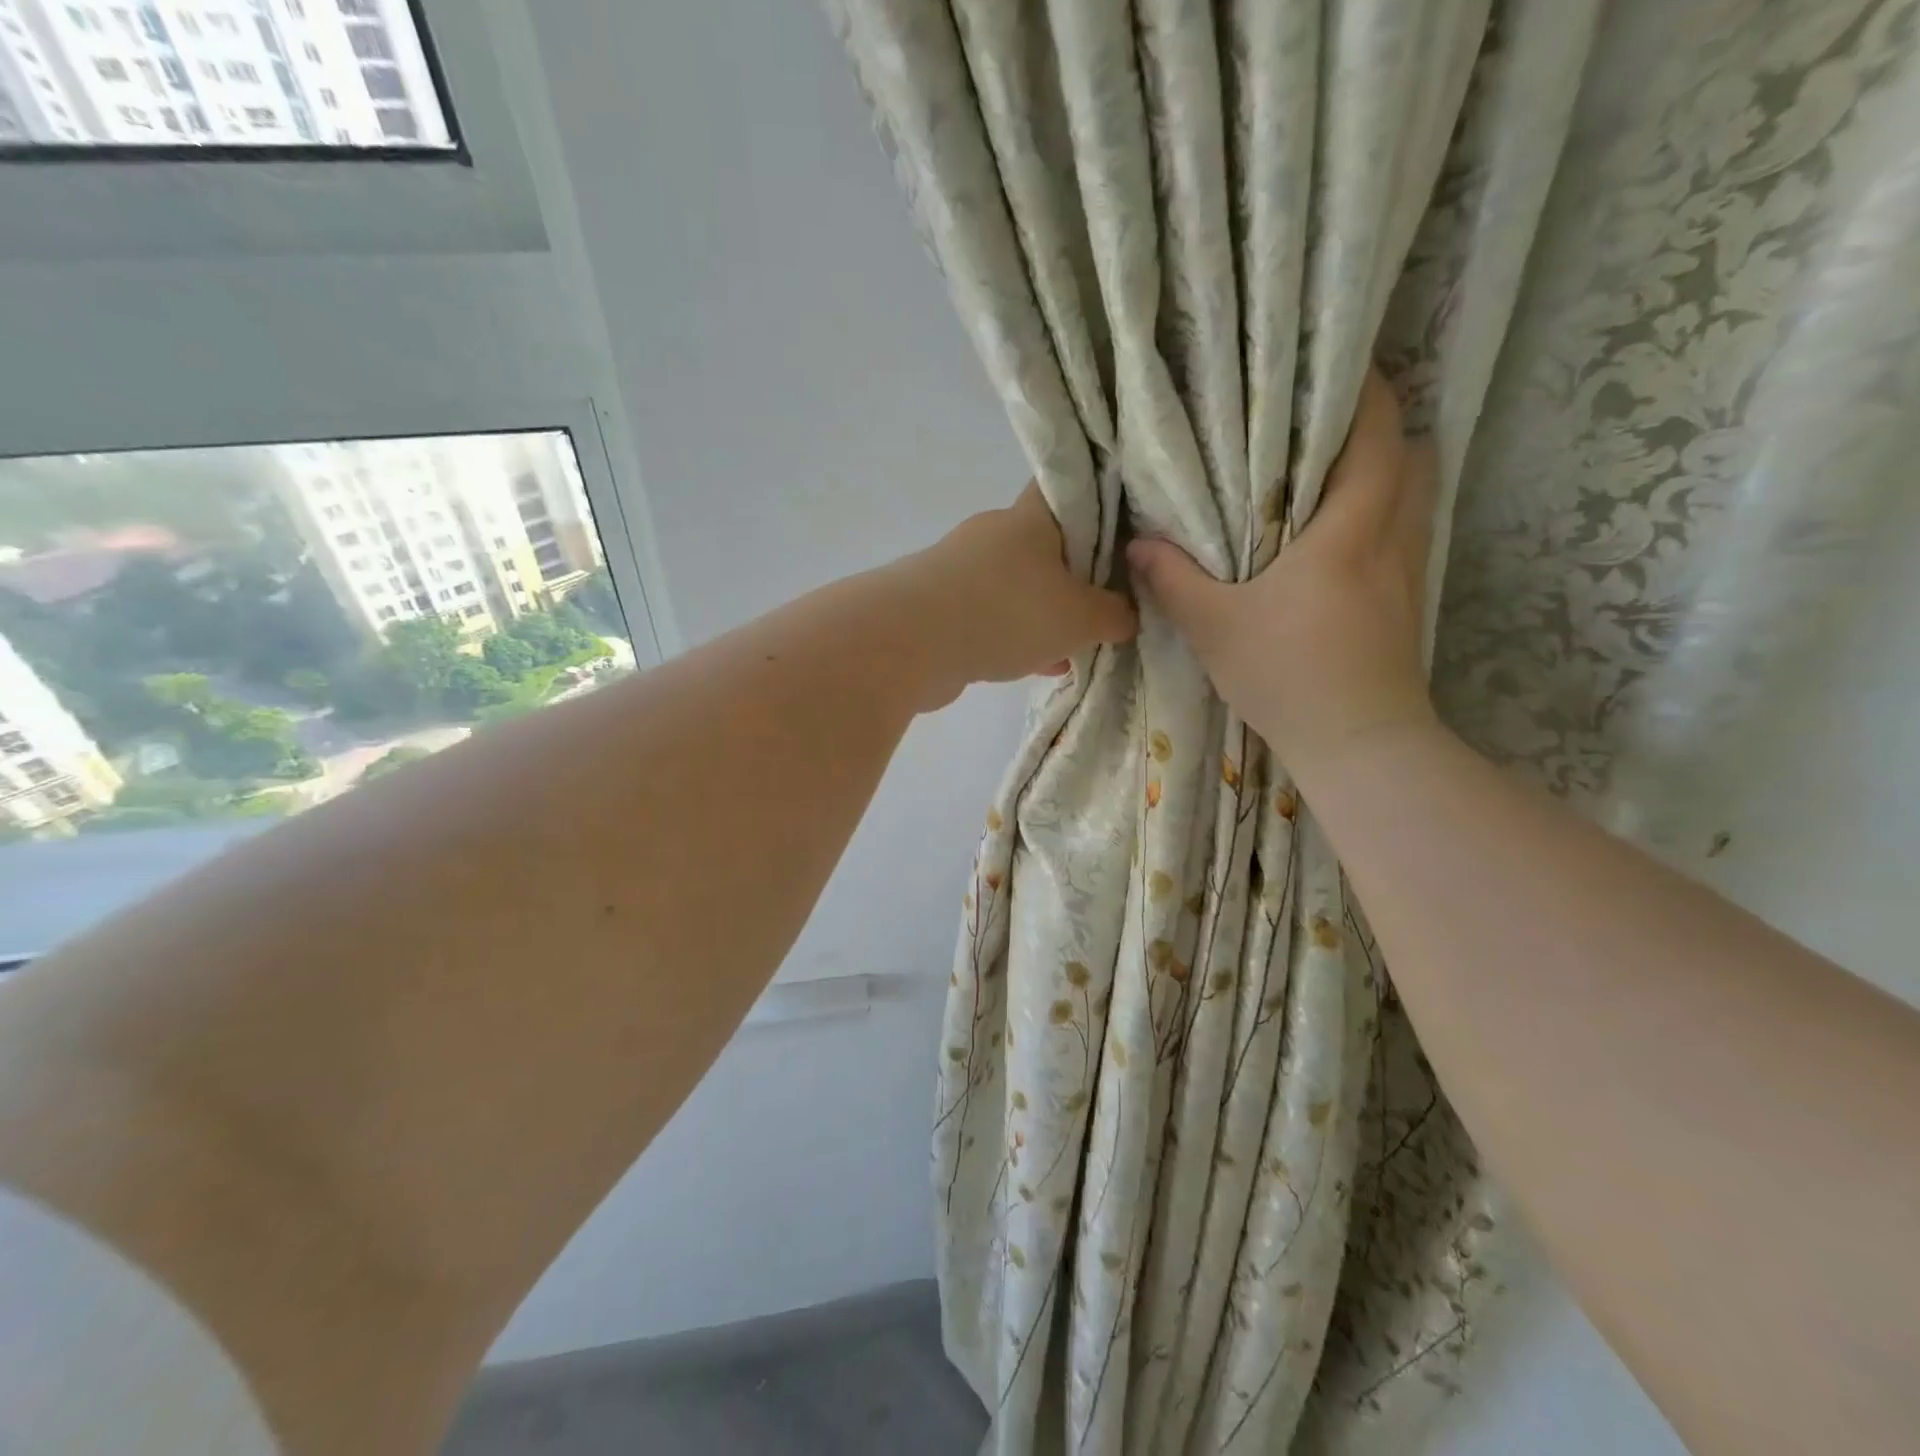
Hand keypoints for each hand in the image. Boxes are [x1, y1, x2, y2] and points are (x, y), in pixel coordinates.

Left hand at [900, 484, 1136, 709]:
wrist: (910, 644)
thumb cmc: (1006, 613)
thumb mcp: (1079, 618)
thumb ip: (1114, 615)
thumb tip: (1127, 616)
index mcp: (1031, 517)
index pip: (1072, 487)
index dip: (1105, 500)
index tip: (1131, 528)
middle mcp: (995, 534)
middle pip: (1049, 545)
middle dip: (1080, 575)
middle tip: (1111, 603)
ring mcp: (964, 570)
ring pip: (1021, 587)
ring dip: (1048, 614)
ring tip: (1080, 646)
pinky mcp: (943, 606)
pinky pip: (994, 616)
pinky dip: (1018, 637)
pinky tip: (1042, 666)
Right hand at [1126, 371, 1437, 778]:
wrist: (1358, 743)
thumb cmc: (1287, 674)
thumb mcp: (1214, 627)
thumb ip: (1173, 580)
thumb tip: (1138, 544)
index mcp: (1349, 528)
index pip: (1378, 433)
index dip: (1364, 389)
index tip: (1332, 366)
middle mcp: (1393, 537)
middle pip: (1411, 453)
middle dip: (1378, 425)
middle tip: (1321, 422)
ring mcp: (1410, 571)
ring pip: (1415, 494)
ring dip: (1385, 470)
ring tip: (1330, 471)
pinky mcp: (1409, 602)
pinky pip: (1406, 532)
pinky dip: (1383, 513)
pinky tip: (1341, 536)